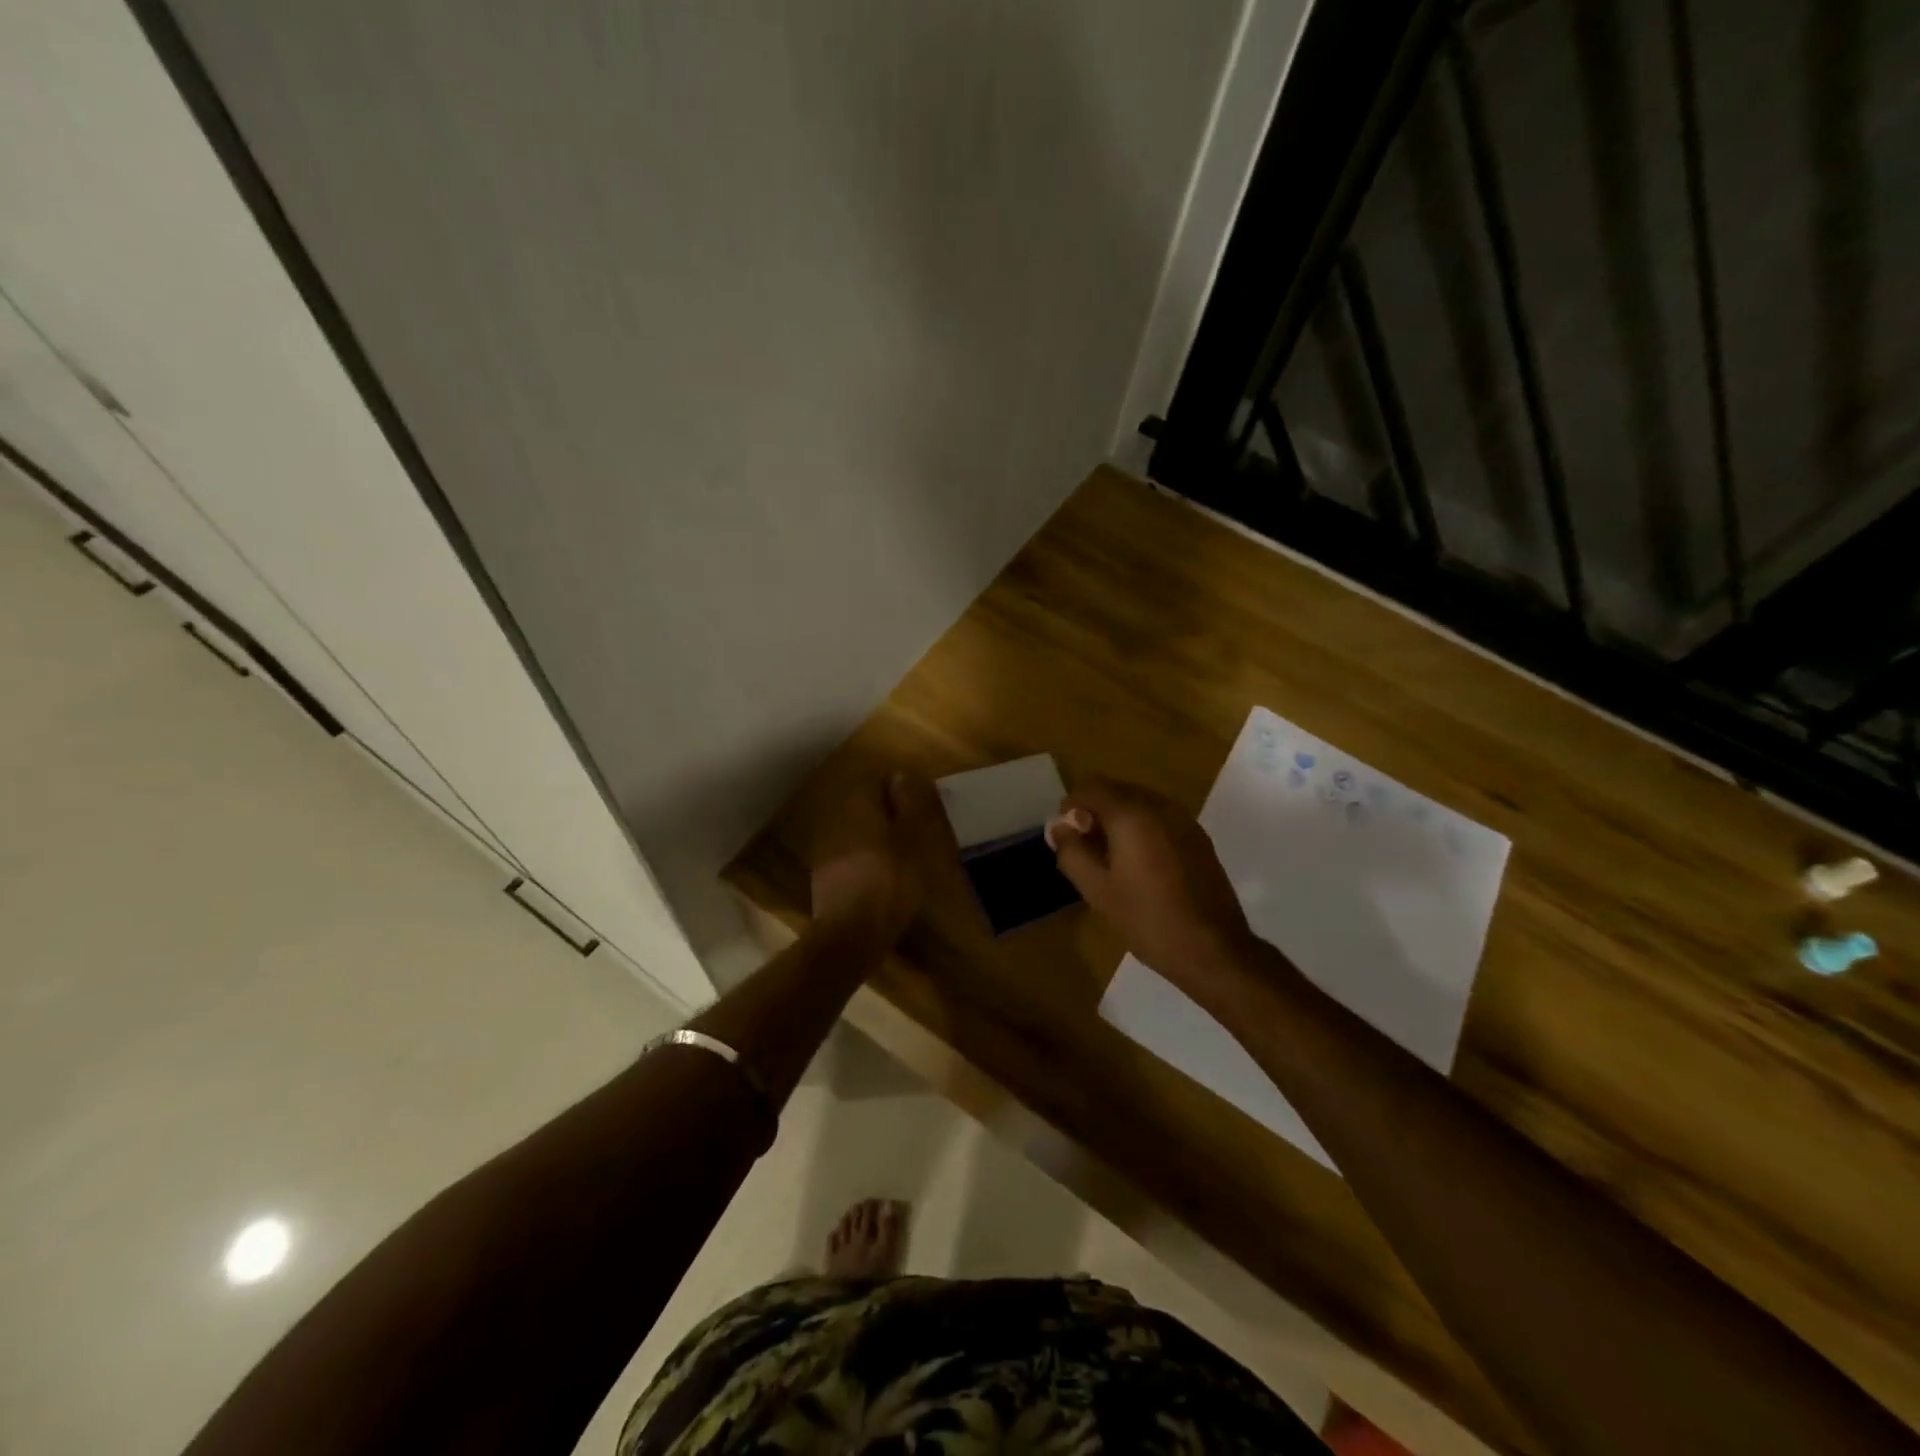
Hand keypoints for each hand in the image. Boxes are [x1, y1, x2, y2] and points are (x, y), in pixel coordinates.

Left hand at [810, 771, 942, 946]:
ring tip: (899, 853)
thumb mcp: (913, 840)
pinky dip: (864, 856)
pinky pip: (847, 852)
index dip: (898, 788)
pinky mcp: (823, 873)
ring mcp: (825, 846)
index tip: (917, 805)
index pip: (875, 779)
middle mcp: (836, 818)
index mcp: (857, 805)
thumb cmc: (890, 881)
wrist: (849, 933)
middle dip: (886, 812)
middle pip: (863, 803)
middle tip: (912, 830)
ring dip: (874, 835)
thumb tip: (901, 775)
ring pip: (854, 828)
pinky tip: (880, 874)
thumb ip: (910, 804)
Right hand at [1047, 777, 1258, 995]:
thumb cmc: (1147, 919)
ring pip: (1140, 803)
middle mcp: (1160, 807)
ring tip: (1109, 857)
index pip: (1092, 787)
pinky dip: (1142, 828)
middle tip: (1083, 847)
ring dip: (1119, 819)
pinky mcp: (1198, 838)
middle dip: (1095, 811)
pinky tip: (1139, 863)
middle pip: (1117, 790)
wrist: (1213, 949)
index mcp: (1132, 814)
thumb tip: (1059, 826)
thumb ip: (1072, 852)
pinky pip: (1160, 818)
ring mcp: (1184, 821)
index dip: (1071, 805)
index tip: (1065, 834)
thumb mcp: (1097, 890)